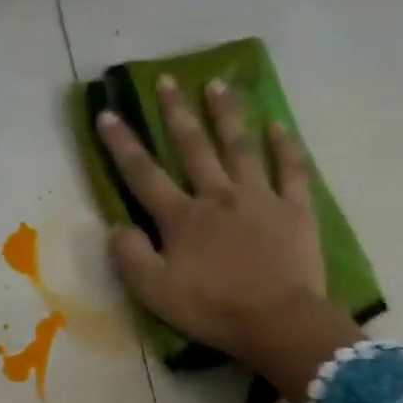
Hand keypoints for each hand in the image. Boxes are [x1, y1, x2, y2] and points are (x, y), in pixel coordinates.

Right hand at [97, 75, 362, 402]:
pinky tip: (277, 125)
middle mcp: (218, 196)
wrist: (278, 322)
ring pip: (240, 147)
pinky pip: (291, 170)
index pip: (144, 174)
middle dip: (176, 113)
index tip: (107, 113)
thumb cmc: (213, 310)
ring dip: (226, 115)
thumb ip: (130, 257)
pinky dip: (284, 146)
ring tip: (216, 85)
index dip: (122, 144)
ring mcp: (260, 198)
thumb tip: (116, 226)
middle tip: (167, 80)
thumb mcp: (155, 293)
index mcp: (182, 218)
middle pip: (193, 147)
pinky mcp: (295, 209)